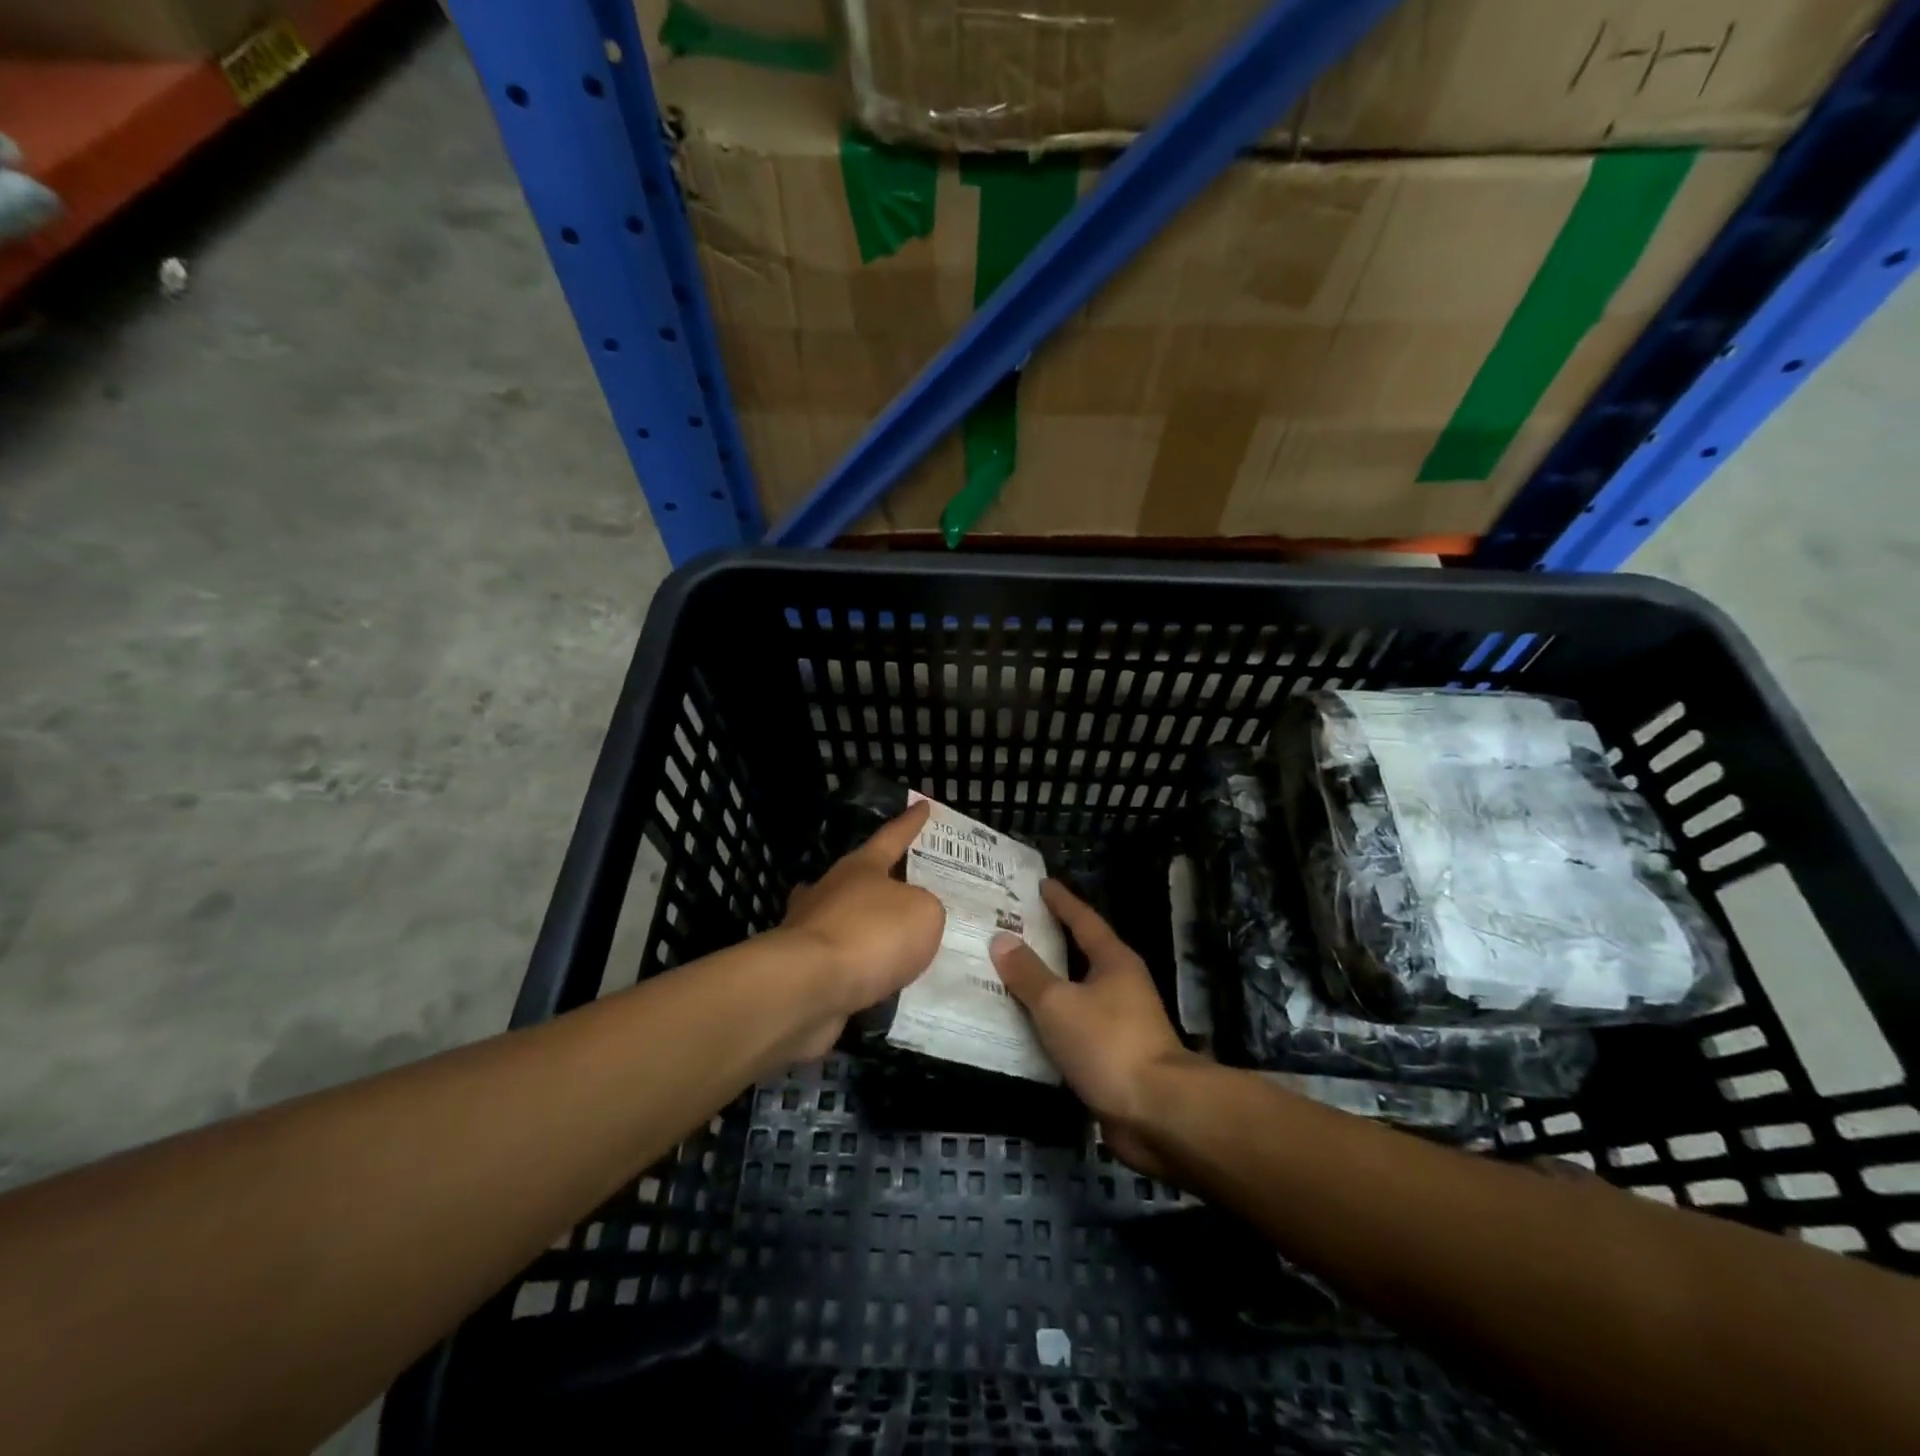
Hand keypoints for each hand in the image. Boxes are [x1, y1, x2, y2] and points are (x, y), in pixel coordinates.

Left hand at [779, 801, 944, 1057]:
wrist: (808, 986)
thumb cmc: (871, 934)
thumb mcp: (923, 913)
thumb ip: (926, 907)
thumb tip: (911, 916)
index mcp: (862, 866)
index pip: (893, 836)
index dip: (911, 822)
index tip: (922, 804)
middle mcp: (833, 889)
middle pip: (862, 876)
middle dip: (884, 877)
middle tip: (912, 882)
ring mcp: (811, 927)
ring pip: (845, 917)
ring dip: (866, 924)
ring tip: (895, 936)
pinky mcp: (803, 967)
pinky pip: (842, 959)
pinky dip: (860, 964)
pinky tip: (878, 978)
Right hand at [991, 880, 1198, 1177]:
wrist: (1157, 1112)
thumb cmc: (1108, 1043)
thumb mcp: (1059, 1004)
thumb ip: (1028, 973)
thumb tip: (1002, 939)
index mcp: (1114, 961)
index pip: (1083, 920)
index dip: (1061, 901)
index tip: (1041, 884)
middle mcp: (1121, 985)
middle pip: (1080, 954)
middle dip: (1049, 942)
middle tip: (1011, 929)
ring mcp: (1121, 1023)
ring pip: (1075, 993)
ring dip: (1046, 985)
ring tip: (1008, 975)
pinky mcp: (1114, 1057)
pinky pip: (1073, 1028)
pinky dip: (1050, 1022)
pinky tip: (1024, 1026)